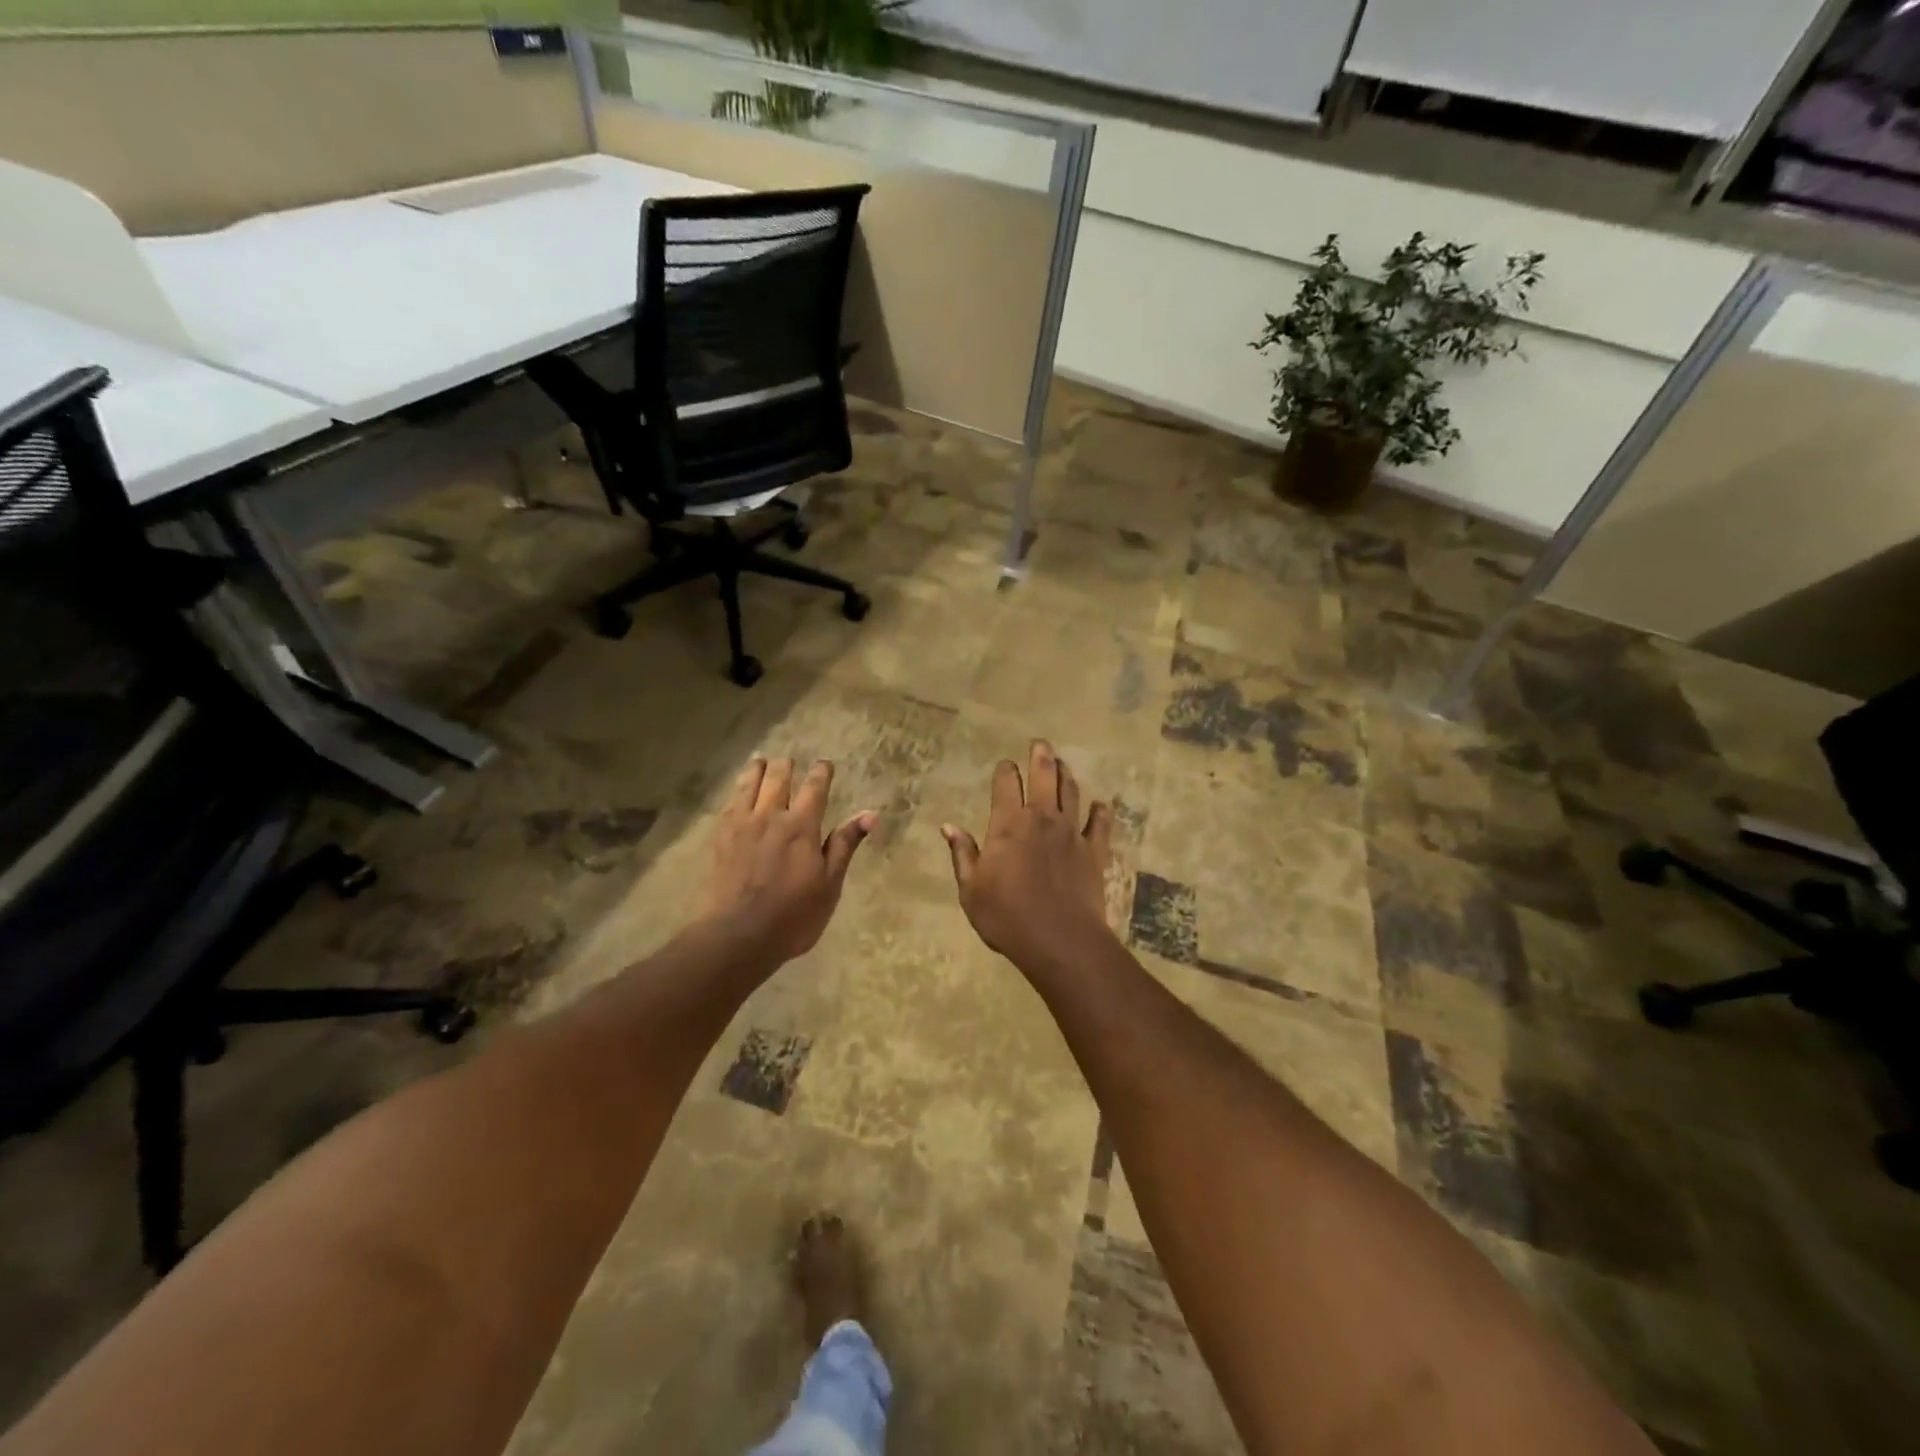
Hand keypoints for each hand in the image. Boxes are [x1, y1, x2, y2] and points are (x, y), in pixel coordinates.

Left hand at [694, 758, 875, 966]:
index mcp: (802, 825)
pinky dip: (736, 790)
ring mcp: (741, 824)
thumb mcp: (829, 884)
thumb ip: (844, 845)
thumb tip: (870, 814)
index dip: (821, 771)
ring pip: (749, 784)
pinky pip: (729, 803)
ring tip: (761, 760)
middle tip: (790, 760)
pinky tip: (737, 792)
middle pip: (778, 777)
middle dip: (787, 765)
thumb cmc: (792, 915)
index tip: (825, 763)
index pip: (815, 787)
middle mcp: (771, 815)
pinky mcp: (719, 838)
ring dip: (757, 769)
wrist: (736, 936)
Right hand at [942, 740, 1115, 973]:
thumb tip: (948, 826)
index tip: (1004, 765)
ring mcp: (1071, 833)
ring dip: (1066, 775)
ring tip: (1063, 764)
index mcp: (1007, 825)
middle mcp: (1041, 819)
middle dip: (1041, 757)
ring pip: (1071, 793)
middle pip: (1043, 777)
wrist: (1059, 940)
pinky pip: (1101, 824)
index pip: (1005, 785)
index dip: (1004, 772)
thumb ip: (963, 854)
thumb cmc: (1006, 916)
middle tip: (1041, 743)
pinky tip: (1101, 805)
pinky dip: (1101, 812)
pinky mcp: (1095, 851)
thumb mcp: (971, 890)